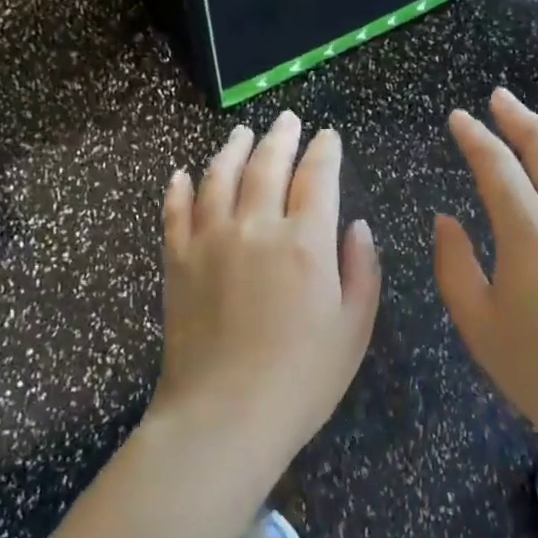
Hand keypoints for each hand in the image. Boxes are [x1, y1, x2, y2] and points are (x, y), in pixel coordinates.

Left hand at [155, 112, 381, 468]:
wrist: (223, 418)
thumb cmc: (301, 379)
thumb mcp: (354, 329)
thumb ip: (361, 270)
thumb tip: (357, 226)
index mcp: (306, 242)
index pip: (317, 177)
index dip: (325, 151)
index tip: (329, 136)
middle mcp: (256, 227)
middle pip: (267, 165)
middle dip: (281, 137)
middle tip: (288, 120)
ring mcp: (210, 241)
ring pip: (219, 177)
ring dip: (233, 149)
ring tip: (242, 133)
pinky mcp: (177, 262)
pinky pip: (175, 212)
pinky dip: (179, 189)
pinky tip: (182, 175)